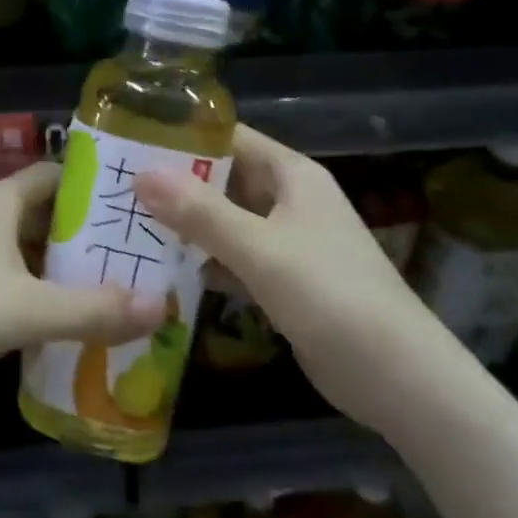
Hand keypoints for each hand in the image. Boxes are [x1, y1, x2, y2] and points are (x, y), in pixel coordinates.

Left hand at [0, 165, 167, 394]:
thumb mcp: (27, 312)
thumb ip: (94, 310)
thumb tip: (162, 306)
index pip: (54, 175)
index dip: (91, 192)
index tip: (127, 217)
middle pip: (34, 208)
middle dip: (74, 234)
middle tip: (119, 262)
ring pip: (9, 237)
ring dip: (43, 260)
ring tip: (85, 291)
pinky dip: (14, 277)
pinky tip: (29, 314)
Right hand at [134, 126, 461, 436]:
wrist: (402, 382)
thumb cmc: (332, 298)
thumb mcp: (260, 249)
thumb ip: (199, 212)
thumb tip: (139, 175)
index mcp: (291, 175)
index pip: (229, 137)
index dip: (182, 135)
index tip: (129, 141)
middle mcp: (288, 201)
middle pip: (223, 179)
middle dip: (174, 182)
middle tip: (116, 186)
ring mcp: (286, 242)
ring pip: (224, 220)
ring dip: (184, 223)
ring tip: (125, 222)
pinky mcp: (282, 281)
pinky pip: (232, 258)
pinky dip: (202, 261)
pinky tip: (161, 268)